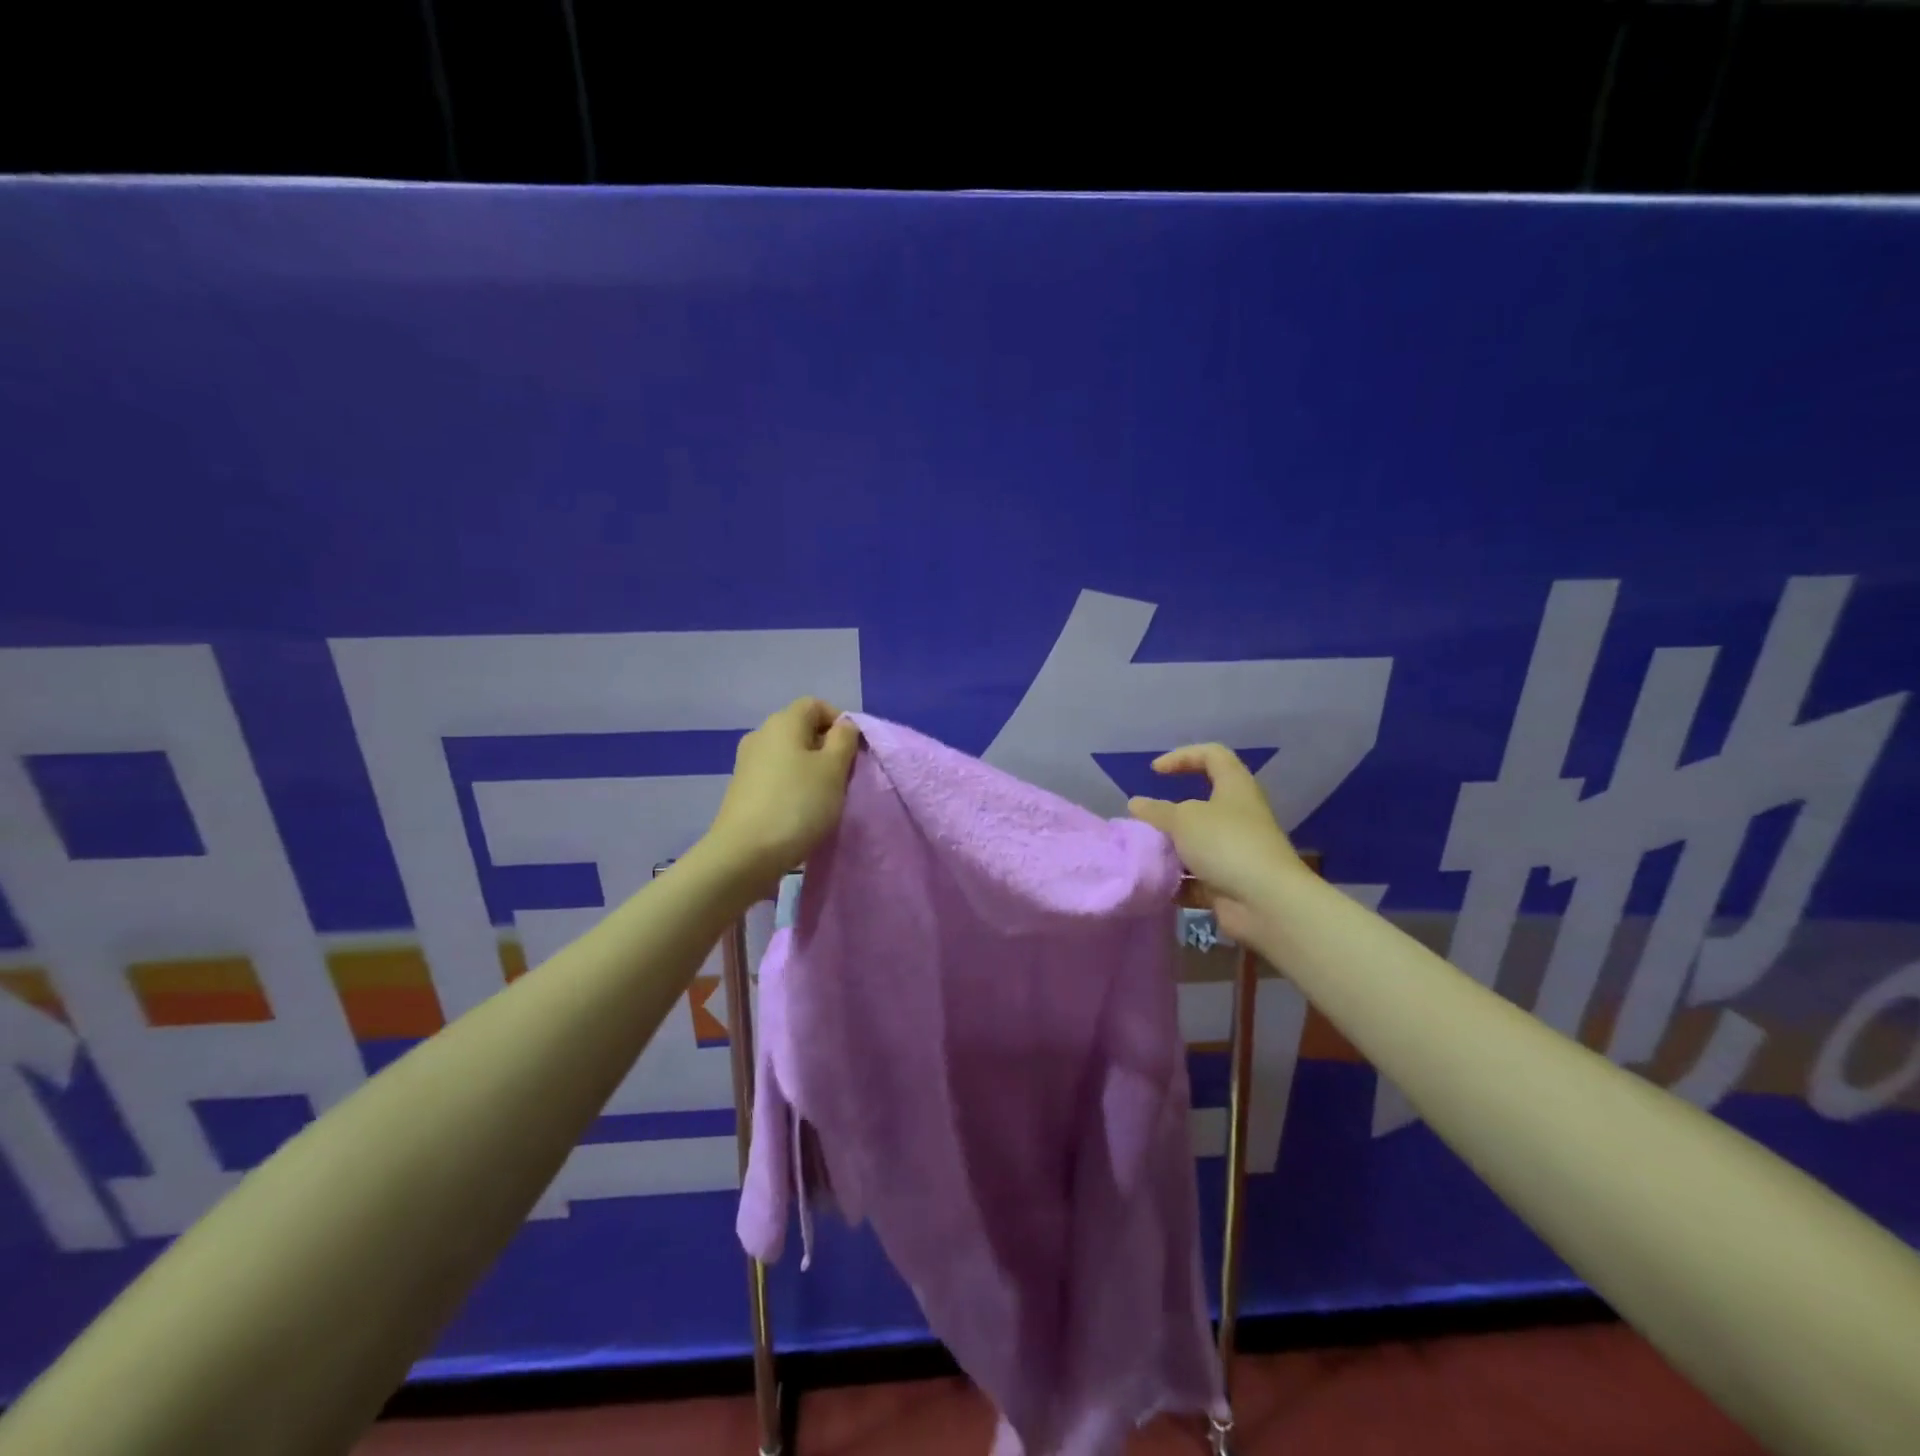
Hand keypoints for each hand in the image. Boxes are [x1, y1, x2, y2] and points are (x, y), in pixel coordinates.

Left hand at [703, 698, 861, 890]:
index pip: (817, 705)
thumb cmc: (797, 804)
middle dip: (827, 750)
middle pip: (802, 730)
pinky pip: (776, 778)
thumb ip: (844, 740)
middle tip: (844, 778)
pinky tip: (801, 813)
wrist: (744, 855)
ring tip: (824, 799)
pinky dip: (793, 788)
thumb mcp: (834, 769)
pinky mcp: (742, 791)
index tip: (854, 752)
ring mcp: (747, 764)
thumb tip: (844, 726)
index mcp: (783, 721)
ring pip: (790, 756)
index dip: (840, 723)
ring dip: (811, 772)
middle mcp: (761, 735)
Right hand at [1127, 744, 1304, 945]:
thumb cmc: (1226, 845)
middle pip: (1201, 803)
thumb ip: (1157, 811)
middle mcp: (1238, 815)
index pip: (1212, 755)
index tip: (1155, 772)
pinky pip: (1197, 877)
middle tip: (1145, 822)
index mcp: (1234, 788)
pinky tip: (1156, 884)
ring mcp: (1235, 851)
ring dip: (1170, 848)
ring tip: (1145, 854)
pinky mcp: (1230, 882)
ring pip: (1196, 842)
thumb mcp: (1183, 820)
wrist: (1266, 903)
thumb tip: (1136, 804)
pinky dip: (1178, 880)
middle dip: (1169, 813)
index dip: (1182, 756)